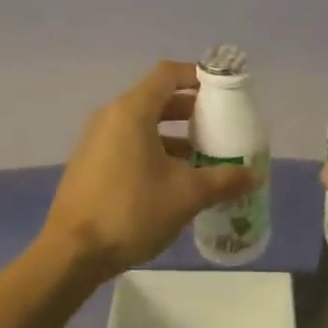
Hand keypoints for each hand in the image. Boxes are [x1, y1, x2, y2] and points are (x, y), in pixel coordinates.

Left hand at [43, 61, 261, 277]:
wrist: (72, 253)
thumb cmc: (132, 211)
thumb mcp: (187, 195)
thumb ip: (225, 180)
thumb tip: (255, 175)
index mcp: (132, 112)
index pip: (168, 74)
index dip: (198, 77)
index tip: (224, 92)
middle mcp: (111, 118)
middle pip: (157, 99)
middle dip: (192, 110)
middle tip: (221, 126)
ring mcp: (97, 141)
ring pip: (143, 125)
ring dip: (175, 136)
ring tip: (204, 157)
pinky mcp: (91, 165)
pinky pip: (129, 144)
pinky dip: (155, 151)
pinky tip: (175, 181)